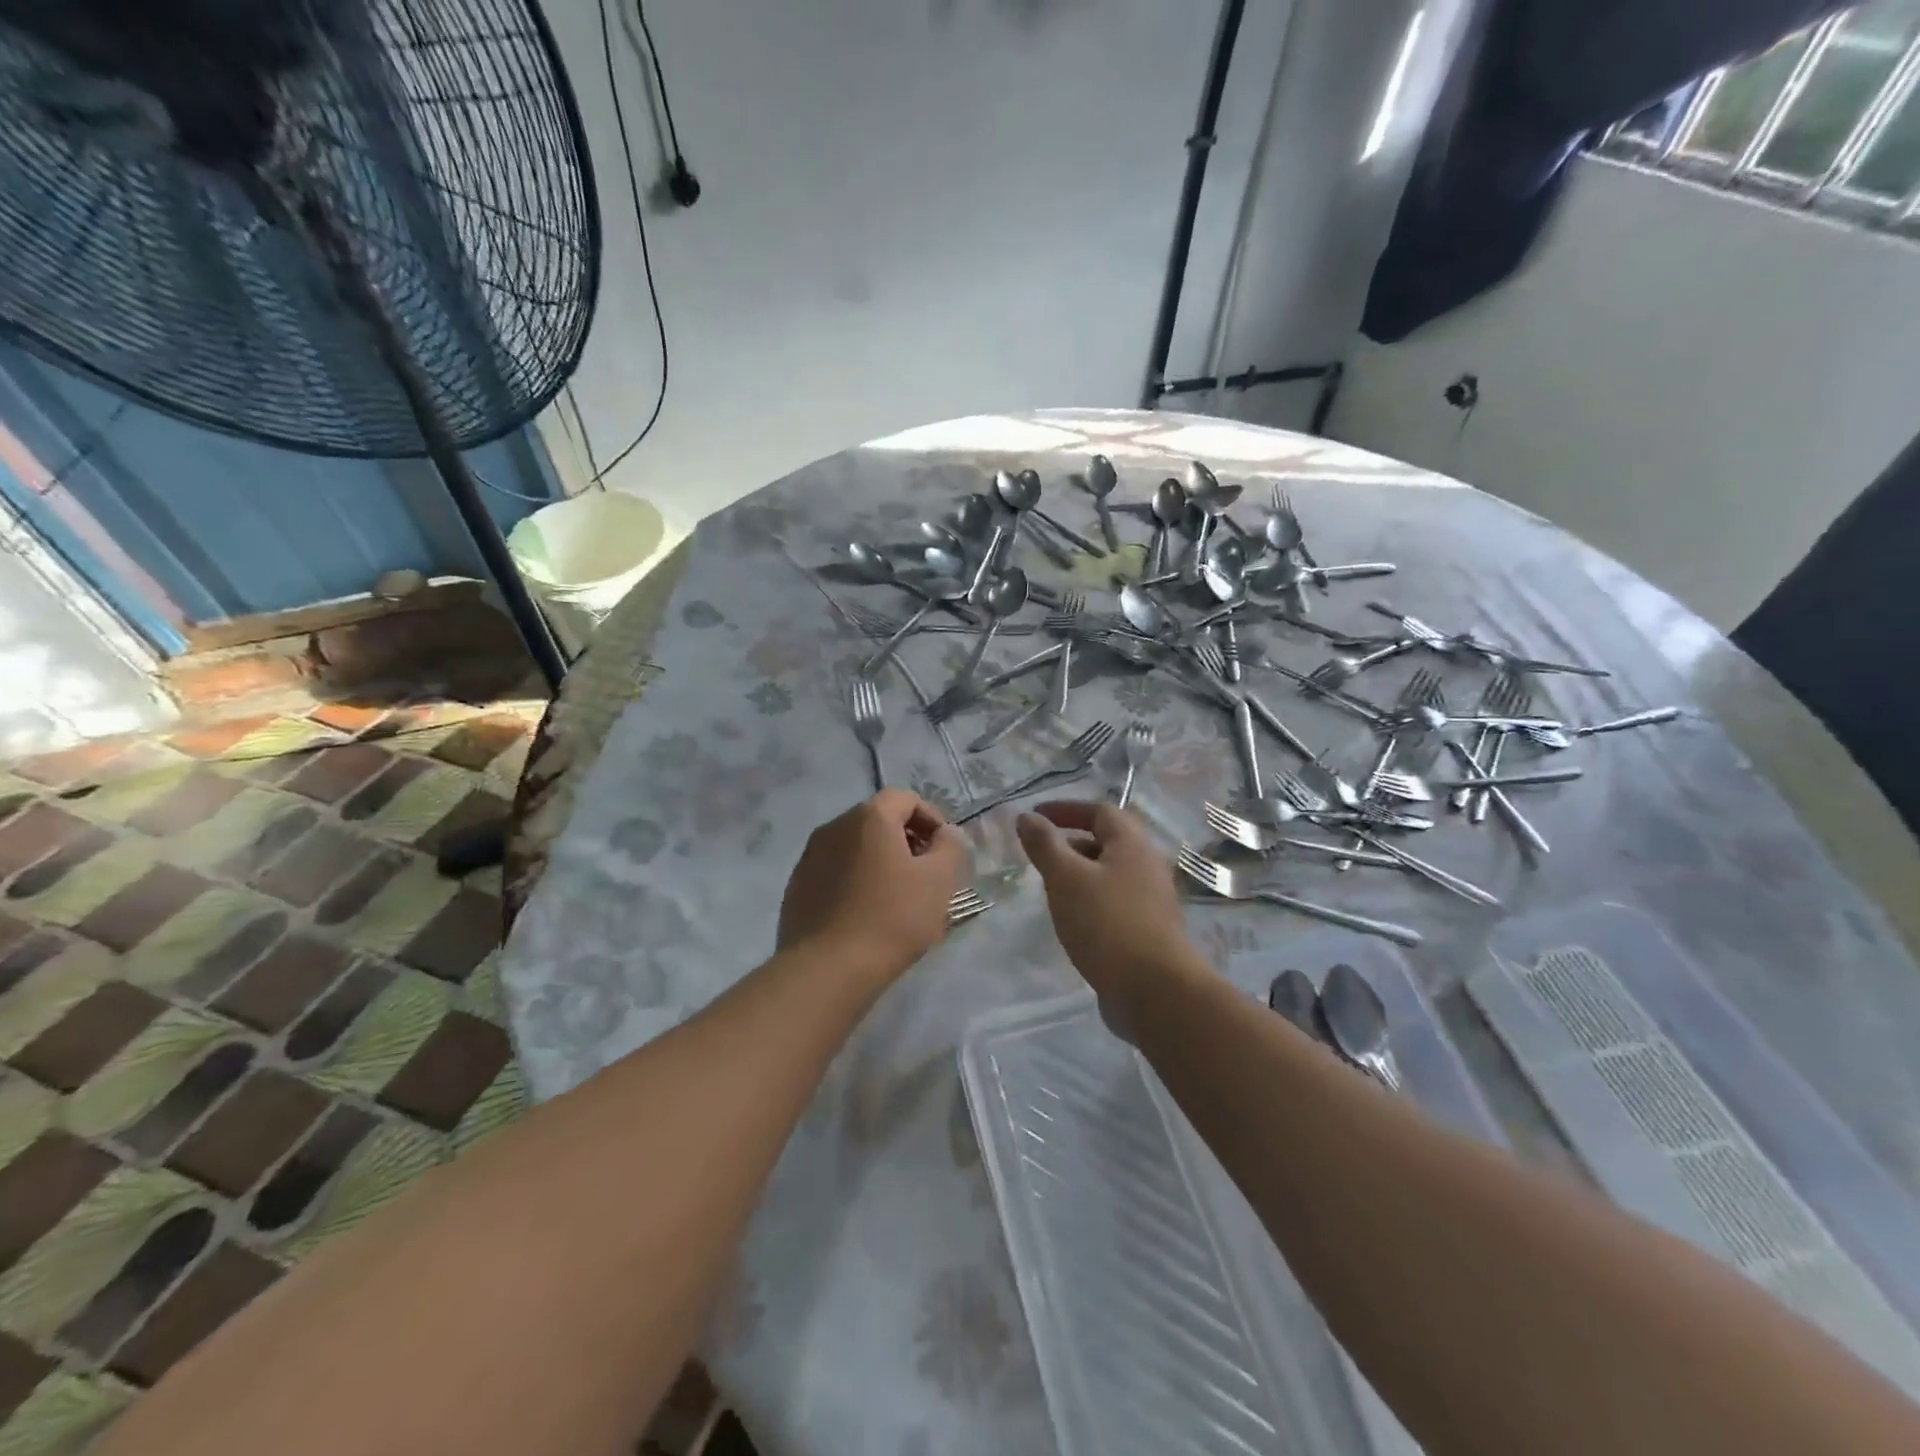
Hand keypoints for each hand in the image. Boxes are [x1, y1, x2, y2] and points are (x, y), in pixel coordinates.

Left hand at [778, 789, 968, 980]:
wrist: (827, 969)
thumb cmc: (892, 917)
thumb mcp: (939, 880)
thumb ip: (950, 846)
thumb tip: (946, 834)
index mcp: (869, 817)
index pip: (906, 798)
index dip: (932, 819)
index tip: (944, 852)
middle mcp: (834, 826)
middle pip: (878, 821)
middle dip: (906, 841)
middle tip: (925, 876)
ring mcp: (810, 857)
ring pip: (855, 848)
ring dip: (879, 862)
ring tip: (897, 899)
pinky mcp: (797, 887)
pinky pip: (834, 872)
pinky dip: (855, 882)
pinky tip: (865, 915)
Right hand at [1016, 802, 1202, 1011]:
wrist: (1156, 991)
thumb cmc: (1107, 923)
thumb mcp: (1065, 879)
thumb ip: (1045, 845)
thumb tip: (1026, 817)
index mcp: (1132, 843)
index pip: (1099, 811)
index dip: (1065, 809)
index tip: (1035, 817)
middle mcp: (1148, 864)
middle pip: (1108, 841)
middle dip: (1071, 842)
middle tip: (1040, 855)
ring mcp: (1153, 898)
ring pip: (1111, 873)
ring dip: (1080, 873)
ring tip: (1051, 889)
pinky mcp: (1150, 928)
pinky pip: (1115, 900)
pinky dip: (1091, 899)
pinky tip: (1074, 919)